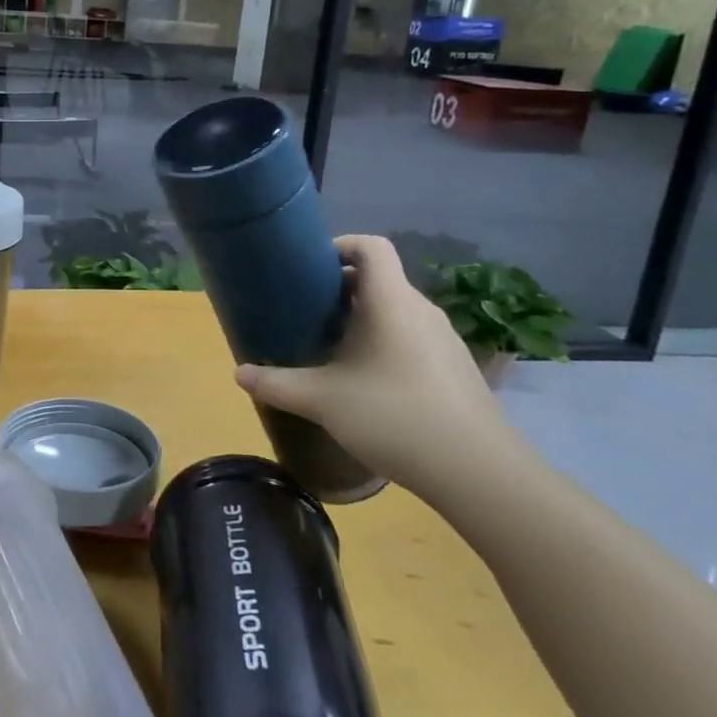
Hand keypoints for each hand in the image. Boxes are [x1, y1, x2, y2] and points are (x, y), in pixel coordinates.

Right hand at [235, 235, 523, 505]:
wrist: (478, 471)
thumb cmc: (395, 417)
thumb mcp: (323, 400)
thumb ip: (277, 383)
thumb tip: (238, 374)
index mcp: (391, 301)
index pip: (370, 246)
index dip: (339, 245)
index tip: (309, 268)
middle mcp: (420, 309)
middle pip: (378, 279)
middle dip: (338, 289)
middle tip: (304, 312)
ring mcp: (442, 339)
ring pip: (394, 310)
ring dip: (361, 318)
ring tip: (329, 347)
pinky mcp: (453, 367)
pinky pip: (410, 336)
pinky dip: (383, 342)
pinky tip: (365, 381)